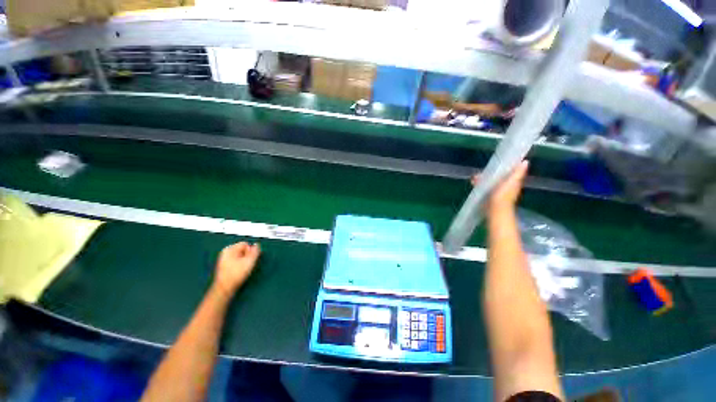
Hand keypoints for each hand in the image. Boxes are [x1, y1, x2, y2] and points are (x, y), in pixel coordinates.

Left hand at [213, 242, 260, 296]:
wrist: (224, 289)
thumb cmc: (236, 274)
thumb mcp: (249, 261)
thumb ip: (255, 251)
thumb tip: (257, 245)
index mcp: (230, 249)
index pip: (246, 244)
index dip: (251, 251)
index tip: (250, 260)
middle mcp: (225, 252)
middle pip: (243, 250)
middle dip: (247, 256)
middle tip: (247, 265)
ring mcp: (224, 259)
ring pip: (240, 256)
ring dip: (244, 261)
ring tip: (244, 269)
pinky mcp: (225, 266)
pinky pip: (236, 261)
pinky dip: (240, 265)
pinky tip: (240, 272)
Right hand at [471, 160, 528, 213]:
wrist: (496, 210)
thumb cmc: (503, 196)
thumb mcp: (512, 182)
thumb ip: (518, 173)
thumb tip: (526, 161)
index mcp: (513, 182)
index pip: (509, 171)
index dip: (503, 166)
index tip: (496, 162)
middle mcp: (507, 186)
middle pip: (498, 177)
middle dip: (490, 173)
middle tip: (480, 172)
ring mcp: (498, 192)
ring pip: (490, 182)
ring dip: (483, 179)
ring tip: (474, 178)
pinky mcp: (490, 197)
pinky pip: (484, 187)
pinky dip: (479, 185)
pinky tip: (473, 184)